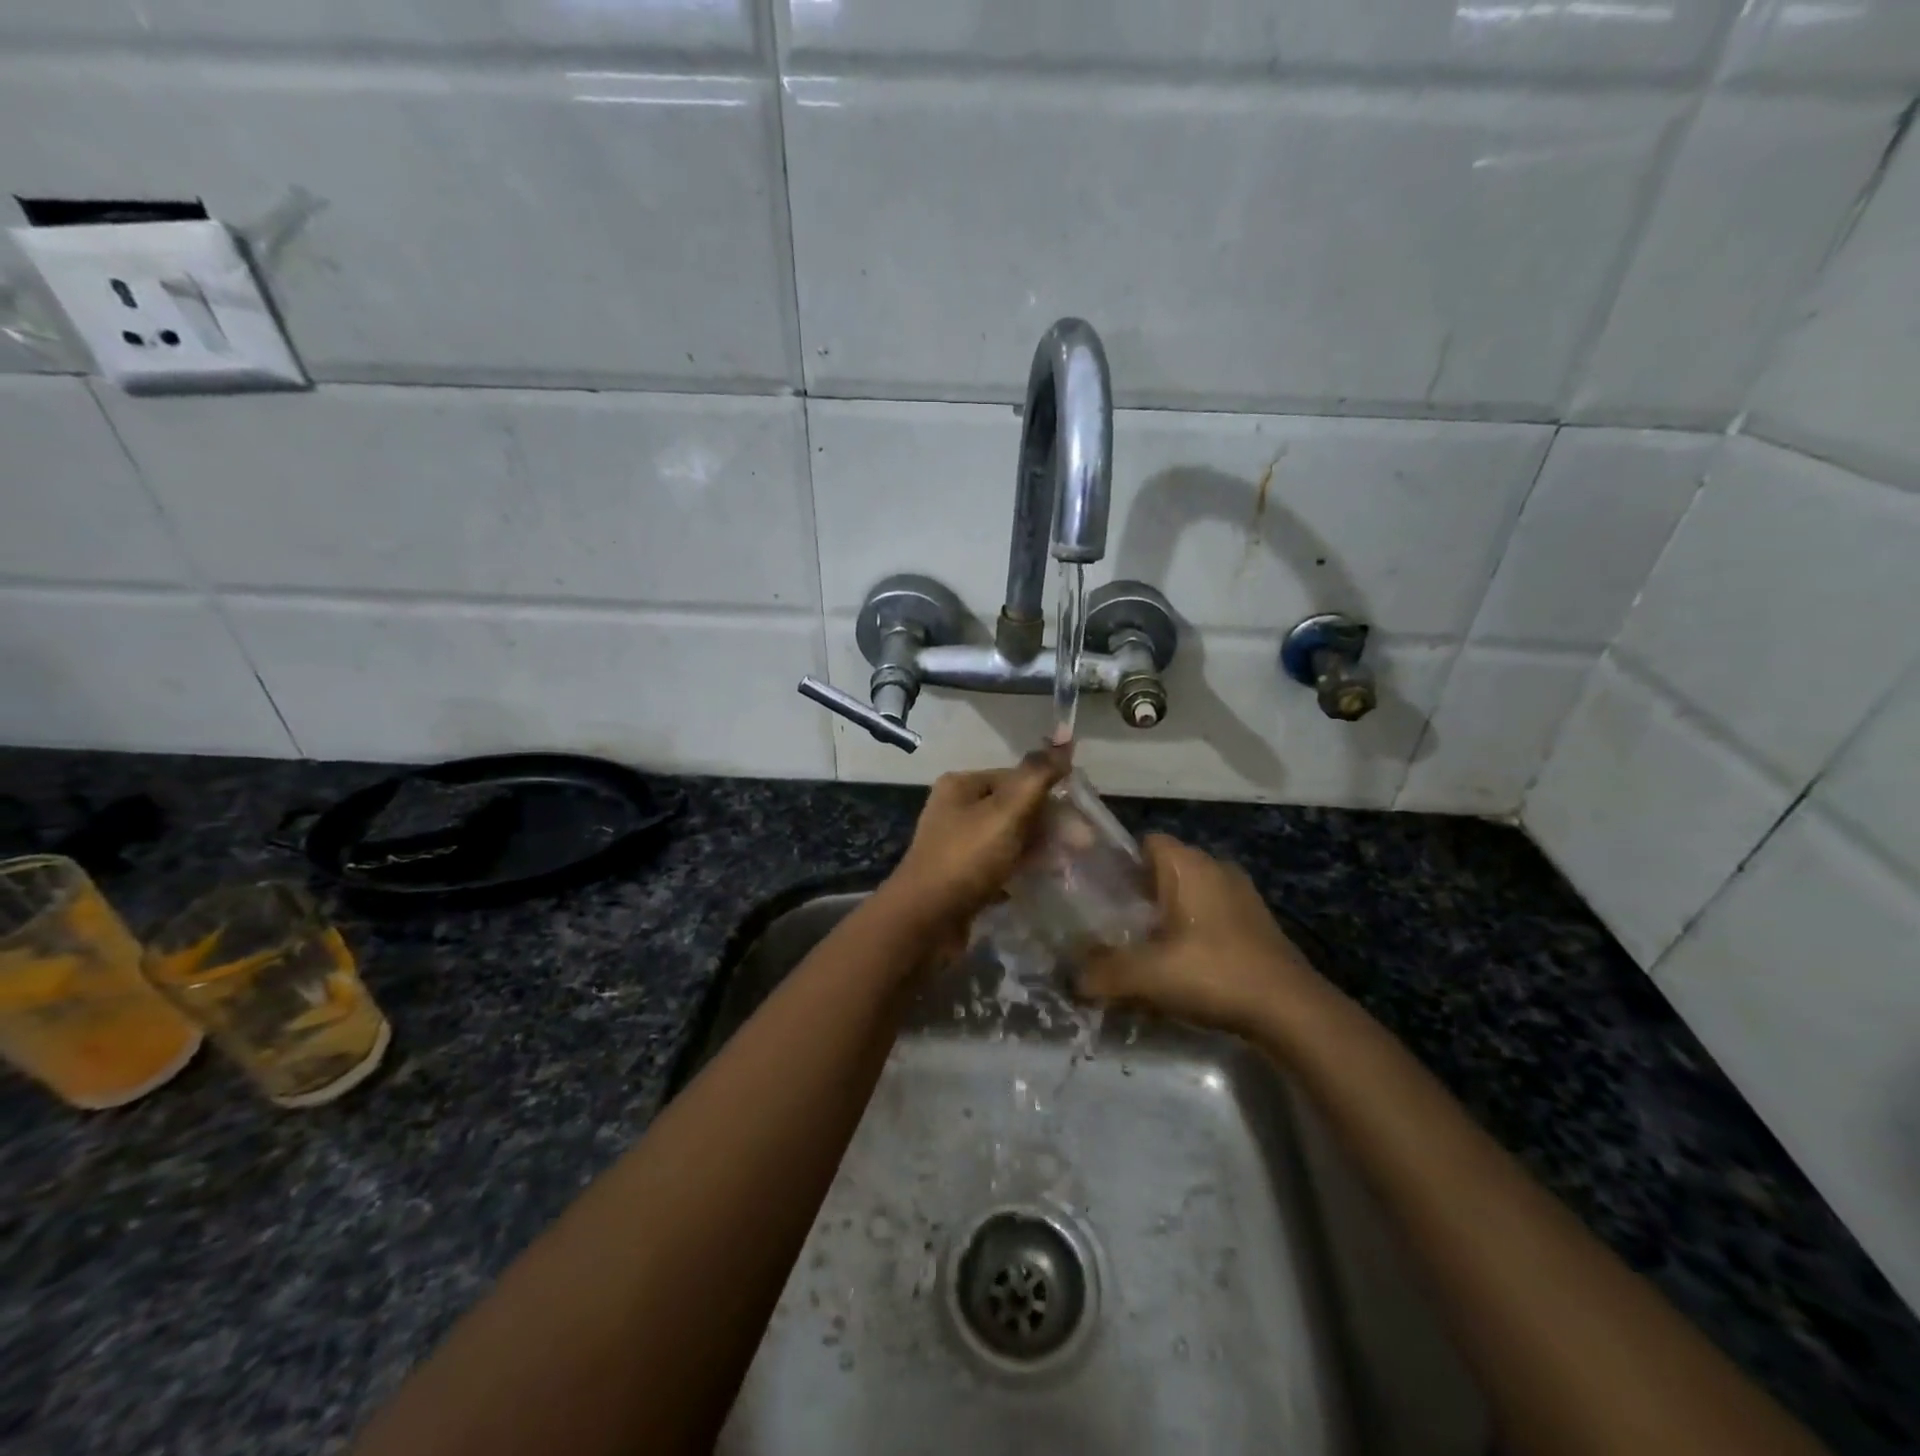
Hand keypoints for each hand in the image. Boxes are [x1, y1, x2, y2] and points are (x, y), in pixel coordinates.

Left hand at [877, 750, 1067, 934]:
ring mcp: (957, 845)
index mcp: (962, 785)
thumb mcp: (1007, 811)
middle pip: (1014, 808)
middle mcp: (956, 809)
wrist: (924, 921)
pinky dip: (1021, 870)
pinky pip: (999, 865)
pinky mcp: (961, 877)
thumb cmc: (966, 858)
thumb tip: (1064, 739)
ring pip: (1009, 838)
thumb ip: (1037, 776)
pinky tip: (1042, 881)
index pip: (1017, 778)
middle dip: (1049, 825)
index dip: (1051, 794)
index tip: (1082, 819)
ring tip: (1068, 866)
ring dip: (1039, 848)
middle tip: (1082, 846)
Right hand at [1076, 834, 1330, 1038]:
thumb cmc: (1214, 973)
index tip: (1100, 896)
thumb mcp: (1147, 975)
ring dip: (1168, 917)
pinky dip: (1194, 933)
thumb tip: (1072, 978)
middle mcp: (1216, 867)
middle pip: (1165, 870)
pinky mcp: (1256, 923)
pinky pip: (1211, 916)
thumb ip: (1103, 972)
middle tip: (1115, 927)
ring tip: (1146, 950)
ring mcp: (1242, 895)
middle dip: (1140, 896)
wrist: (1291, 1011)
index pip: (1145, 842)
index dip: (1118, 864)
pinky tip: (1184, 967)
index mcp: (1189, 864)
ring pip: (1190, 894)